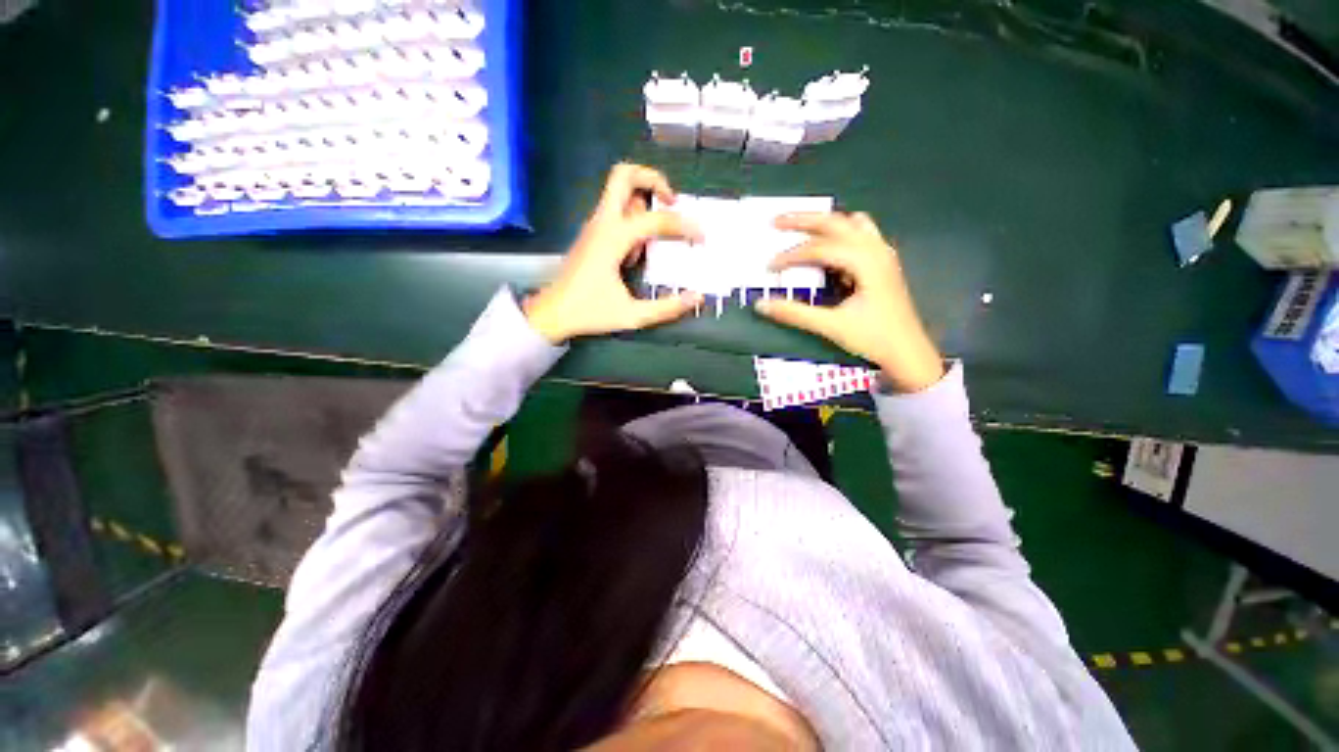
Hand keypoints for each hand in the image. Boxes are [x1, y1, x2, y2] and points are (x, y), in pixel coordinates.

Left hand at [524, 164, 702, 343]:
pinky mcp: (591, 234)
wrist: (552, 314)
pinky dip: (633, 218)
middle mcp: (602, 224)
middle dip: (653, 180)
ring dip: (643, 201)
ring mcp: (594, 226)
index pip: (655, 219)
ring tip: (658, 233)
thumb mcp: (632, 316)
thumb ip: (666, 308)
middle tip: (673, 202)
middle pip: (624, 175)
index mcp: (612, 239)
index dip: (683, 226)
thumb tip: (697, 298)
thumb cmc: (589, 313)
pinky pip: (615, 211)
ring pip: (619, 191)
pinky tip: (637, 251)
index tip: (700, 238)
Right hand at [755, 212, 944, 392]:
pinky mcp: (882, 263)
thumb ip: (795, 313)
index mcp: (865, 261)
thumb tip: (761, 304)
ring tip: (801, 229)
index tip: (769, 267)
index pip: (819, 248)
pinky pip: (859, 235)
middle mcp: (875, 249)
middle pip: (835, 222)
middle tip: (776, 221)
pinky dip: (838, 235)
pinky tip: (826, 248)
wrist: (908, 352)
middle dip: (804, 220)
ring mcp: (882, 254)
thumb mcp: (831, 326)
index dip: (791, 256)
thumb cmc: (873, 337)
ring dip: (824, 223)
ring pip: (850, 224)